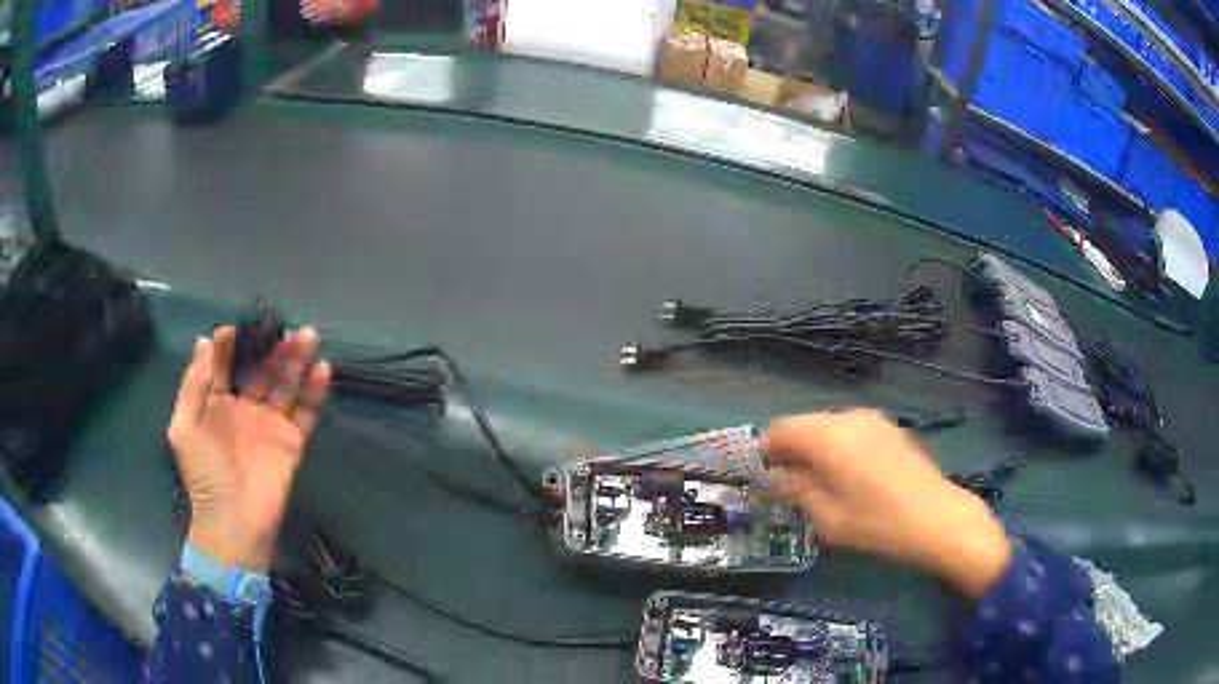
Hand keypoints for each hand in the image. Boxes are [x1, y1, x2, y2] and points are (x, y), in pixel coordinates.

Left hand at [167, 326, 331, 572]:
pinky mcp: (292, 442)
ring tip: (307, 336)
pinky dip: (315, 392)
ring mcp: (270, 425)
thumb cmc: (204, 473)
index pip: (225, 367)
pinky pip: (306, 412)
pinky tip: (322, 369)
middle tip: (285, 327)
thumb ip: (194, 385)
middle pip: (261, 371)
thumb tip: (204, 341)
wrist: (234, 520)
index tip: (236, 328)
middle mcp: (245, 409)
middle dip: (272, 348)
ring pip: (286, 385)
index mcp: (217, 405)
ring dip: (296, 361)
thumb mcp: (184, 427)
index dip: (230, 346)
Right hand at [766, 410, 1010, 599]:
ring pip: (828, 426)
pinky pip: (850, 429)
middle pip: (804, 424)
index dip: (766, 451)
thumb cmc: (877, 524)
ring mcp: (873, 419)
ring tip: (821, 484)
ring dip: (815, 449)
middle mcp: (848, 417)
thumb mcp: (827, 517)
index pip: (780, 429)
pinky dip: (838, 446)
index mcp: (828, 437)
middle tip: (791, 486)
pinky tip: (851, 477)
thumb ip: (793, 490)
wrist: (938, 518)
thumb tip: (768, 478)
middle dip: (791, 451)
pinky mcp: (890, 428)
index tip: (764, 479)